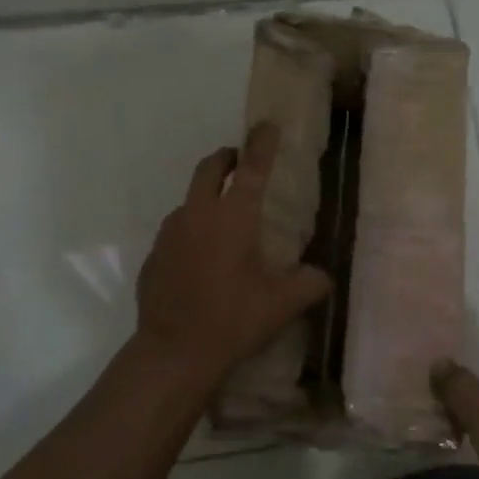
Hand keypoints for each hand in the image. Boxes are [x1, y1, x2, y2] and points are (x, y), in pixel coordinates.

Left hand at [133, 123, 332, 389]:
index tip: (267, 125)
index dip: (262, 143)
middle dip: (227, 158)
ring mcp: (170, 234)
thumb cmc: (232, 320)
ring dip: (207, 197)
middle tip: (242, 164)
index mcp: (233, 218)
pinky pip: (175, 232)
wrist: (173, 353)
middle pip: (210, 168)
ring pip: (189, 200)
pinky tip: (201, 260)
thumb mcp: (282, 304)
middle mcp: (198, 215)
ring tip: (224, 221)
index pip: (252, 168)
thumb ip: (309, 283)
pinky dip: (191, 232)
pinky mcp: (153, 256)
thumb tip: (324, 276)